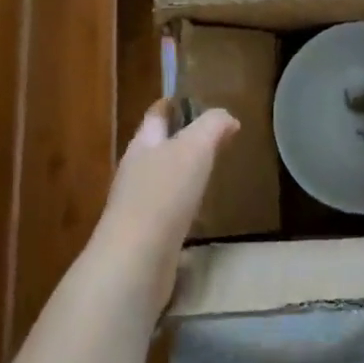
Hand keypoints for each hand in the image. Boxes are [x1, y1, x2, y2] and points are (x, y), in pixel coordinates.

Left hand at [95, 100, 238, 310]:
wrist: (136, 262)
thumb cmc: (164, 194)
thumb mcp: (195, 148)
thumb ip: (212, 126)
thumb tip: (227, 118)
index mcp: (143, 145)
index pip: (156, 115)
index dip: (172, 105)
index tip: (190, 100)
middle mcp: (136, 172)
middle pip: (157, 147)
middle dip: (180, 139)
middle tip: (211, 137)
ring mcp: (138, 206)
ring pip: (163, 180)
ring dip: (182, 174)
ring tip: (208, 172)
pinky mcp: (146, 237)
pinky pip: (168, 211)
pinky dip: (183, 205)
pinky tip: (199, 213)